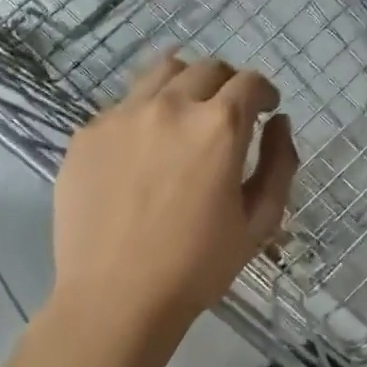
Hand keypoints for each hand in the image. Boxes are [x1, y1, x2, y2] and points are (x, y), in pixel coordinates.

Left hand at [52, 53, 298, 330]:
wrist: (115, 298)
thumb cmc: (197, 266)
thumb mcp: (259, 221)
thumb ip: (280, 164)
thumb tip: (280, 122)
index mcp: (217, 127)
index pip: (249, 82)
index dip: (264, 91)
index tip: (265, 107)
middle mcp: (169, 107)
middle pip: (206, 68)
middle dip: (227, 83)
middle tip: (229, 112)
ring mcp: (121, 116)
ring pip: (160, 73)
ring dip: (184, 85)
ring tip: (185, 116)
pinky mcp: (87, 135)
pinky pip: (123, 106)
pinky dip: (144, 114)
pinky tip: (143, 151)